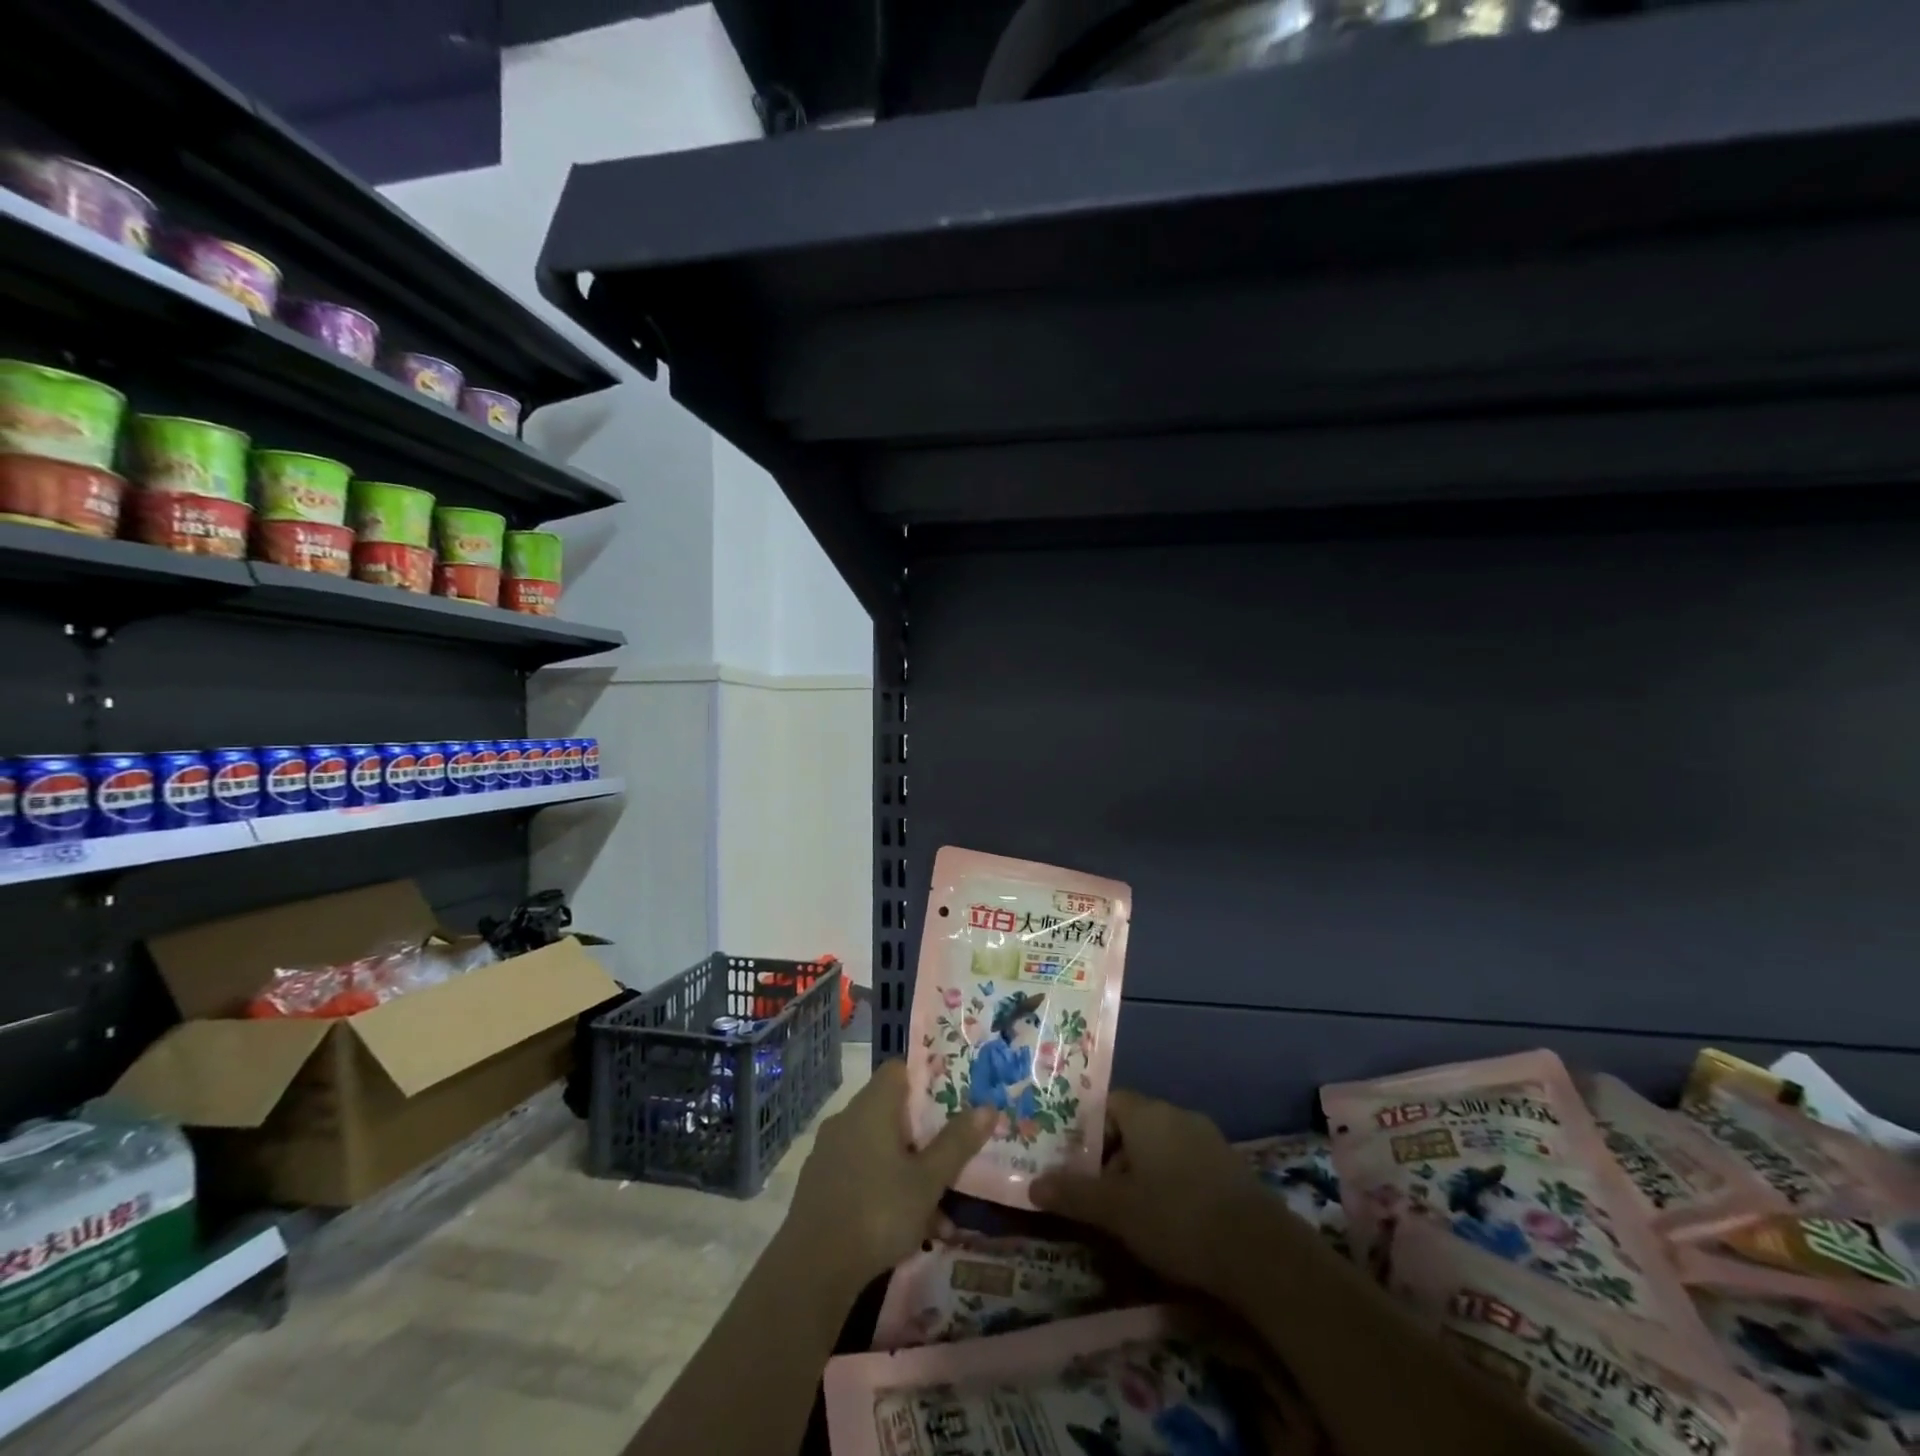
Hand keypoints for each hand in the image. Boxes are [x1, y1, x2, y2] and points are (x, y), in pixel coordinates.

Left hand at [786, 1059, 996, 1293]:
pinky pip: (859, 1172)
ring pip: (877, 1148)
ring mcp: (828, 1151)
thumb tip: (988, 1107)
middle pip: (891, 1111)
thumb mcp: (928, 1180)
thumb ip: (957, 1143)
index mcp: (872, 1106)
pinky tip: (904, 1228)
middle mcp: (847, 1119)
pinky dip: (882, 1189)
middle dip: (922, 1137)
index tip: (950, 1104)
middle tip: (949, 1162)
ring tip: (937, 1213)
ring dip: (906, 1171)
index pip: (898, 1070)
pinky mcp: (817, 1184)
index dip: (924, 1082)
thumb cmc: (878, 1212)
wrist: (812, 1269)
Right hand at [1031, 1089, 1273, 1295]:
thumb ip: (1073, 1194)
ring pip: (1161, 1146)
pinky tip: (1171, 1221)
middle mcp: (1177, 1114)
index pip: (1108, 1102)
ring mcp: (1208, 1139)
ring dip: (1142, 1172)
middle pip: (1134, 1124)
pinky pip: (1187, 1164)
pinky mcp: (1231, 1168)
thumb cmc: (1176, 1218)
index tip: (1074, 1162)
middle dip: (1113, 1156)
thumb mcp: (1116, 1211)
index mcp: (1147, 1113)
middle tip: (1098, 1194)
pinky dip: (1172, 1183)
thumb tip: (1032, 1185)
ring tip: (1131, 1214)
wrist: (1260, 1252)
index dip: (1087, 1130)